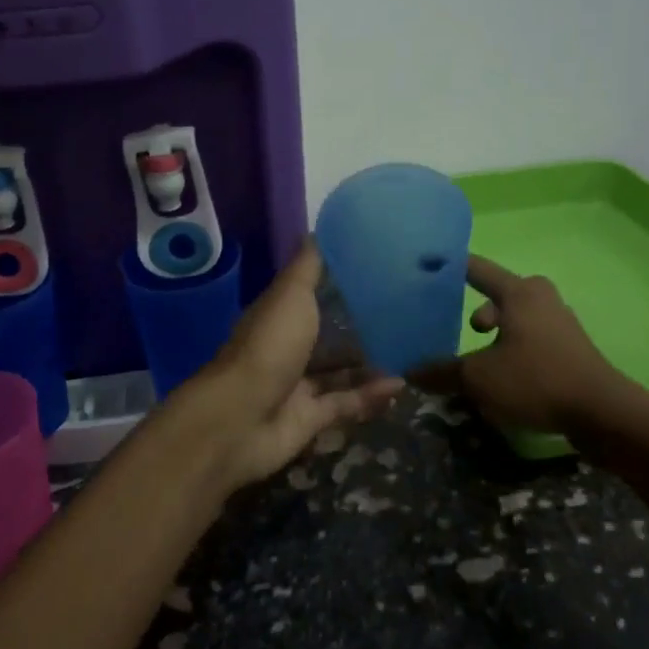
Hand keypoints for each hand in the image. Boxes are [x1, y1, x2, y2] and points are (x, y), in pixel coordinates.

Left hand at [177, 241, 402, 490]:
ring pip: (338, 372)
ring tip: (409, 351)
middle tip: (402, 315)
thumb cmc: (268, 347)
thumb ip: (308, 268)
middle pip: (326, 335)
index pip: (310, 295)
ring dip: (368, 364)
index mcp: (278, 315)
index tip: (375, 271)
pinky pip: (345, 405)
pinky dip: (370, 396)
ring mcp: (296, 386)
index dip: (338, 284)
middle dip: (358, 328)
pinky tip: (399, 386)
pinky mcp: (309, 420)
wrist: (240, 419)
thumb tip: (319, 229)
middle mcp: (286, 348)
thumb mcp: (291, 295)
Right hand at [415, 255, 626, 434]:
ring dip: (495, 336)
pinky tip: (503, 377)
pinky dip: (512, 350)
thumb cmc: (536, 380)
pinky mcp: (570, 349)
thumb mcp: (479, 378)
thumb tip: (410, 371)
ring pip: (515, 320)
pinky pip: (530, 339)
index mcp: (519, 292)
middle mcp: (541, 298)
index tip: (426, 263)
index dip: (450, 267)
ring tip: (478, 362)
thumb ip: (442, 372)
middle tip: (460, 331)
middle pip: (498, 295)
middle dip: (476, 312)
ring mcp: (560, 323)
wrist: (602, 413)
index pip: (476, 269)